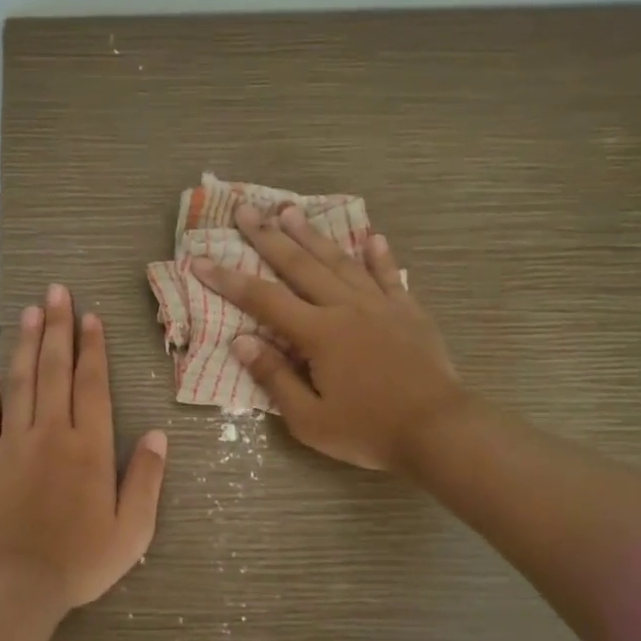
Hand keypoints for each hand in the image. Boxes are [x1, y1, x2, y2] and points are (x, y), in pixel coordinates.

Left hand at [0, 284, 168, 615]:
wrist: (18, 584)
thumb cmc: (82, 559)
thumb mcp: (133, 528)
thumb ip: (147, 479)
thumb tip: (158, 436)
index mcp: (89, 447)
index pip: (92, 384)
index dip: (92, 348)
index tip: (90, 316)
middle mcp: (51, 433)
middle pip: (55, 371)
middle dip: (58, 328)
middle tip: (56, 292)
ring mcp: (12, 444)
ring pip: (20, 384)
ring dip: (26, 346)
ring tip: (29, 313)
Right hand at [190, 204, 464, 473]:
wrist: (439, 431)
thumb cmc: (368, 431)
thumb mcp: (309, 419)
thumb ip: (275, 377)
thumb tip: (241, 342)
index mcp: (319, 334)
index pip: (264, 300)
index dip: (229, 280)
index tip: (201, 260)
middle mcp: (346, 308)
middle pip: (300, 266)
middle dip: (268, 237)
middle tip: (246, 210)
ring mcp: (381, 306)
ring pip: (340, 262)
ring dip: (313, 235)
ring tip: (291, 211)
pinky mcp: (409, 312)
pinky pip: (389, 276)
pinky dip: (379, 256)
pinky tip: (372, 236)